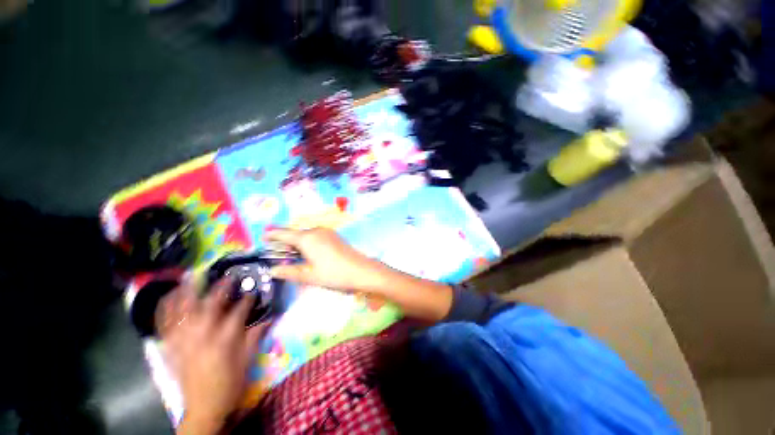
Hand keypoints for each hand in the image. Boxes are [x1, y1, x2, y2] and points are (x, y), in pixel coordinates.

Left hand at [163, 278, 267, 434]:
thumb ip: (255, 336)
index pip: (238, 312)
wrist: (204, 408)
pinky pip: (164, 325)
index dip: (247, 299)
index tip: (252, 291)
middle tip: (225, 276)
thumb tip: (269, 318)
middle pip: (208, 305)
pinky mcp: (171, 348)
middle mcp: (202, 337)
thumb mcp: (247, 360)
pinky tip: (167, 298)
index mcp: (224, 340)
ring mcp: (183, 342)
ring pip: (181, 311)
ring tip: (189, 278)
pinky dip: (164, 310)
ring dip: (185, 293)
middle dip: (218, 288)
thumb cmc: (229, 383)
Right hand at [265, 228, 386, 292]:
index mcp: (307, 238)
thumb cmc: (334, 274)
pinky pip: (315, 236)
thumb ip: (288, 271)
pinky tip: (306, 253)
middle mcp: (316, 230)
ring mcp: (327, 232)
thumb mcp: (309, 275)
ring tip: (289, 255)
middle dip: (283, 241)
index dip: (271, 235)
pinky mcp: (334, 236)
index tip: (262, 239)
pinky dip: (306, 242)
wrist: (362, 270)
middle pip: (294, 233)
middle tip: (274, 253)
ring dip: (295, 243)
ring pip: (305, 235)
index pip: (283, 233)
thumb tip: (271, 270)